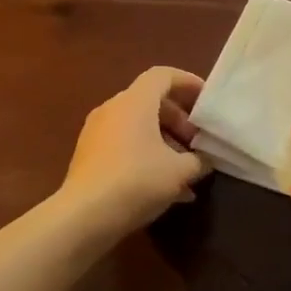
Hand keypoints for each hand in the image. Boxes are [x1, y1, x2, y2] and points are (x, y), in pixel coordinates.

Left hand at [60, 67, 210, 239]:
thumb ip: (198, 160)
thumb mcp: (180, 171)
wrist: (85, 215)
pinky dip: (147, 158)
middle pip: (151, 103)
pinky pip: (125, 147)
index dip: (188, 82)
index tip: (206, 100)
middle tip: (197, 142)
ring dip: (165, 143)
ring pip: (138, 127)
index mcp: (135, 102)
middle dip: (179, 120)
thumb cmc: (137, 180)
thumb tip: (204, 160)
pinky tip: (167, 189)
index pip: (163, 75)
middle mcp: (113, 110)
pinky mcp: (90, 157)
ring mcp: (97, 133)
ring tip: (186, 169)